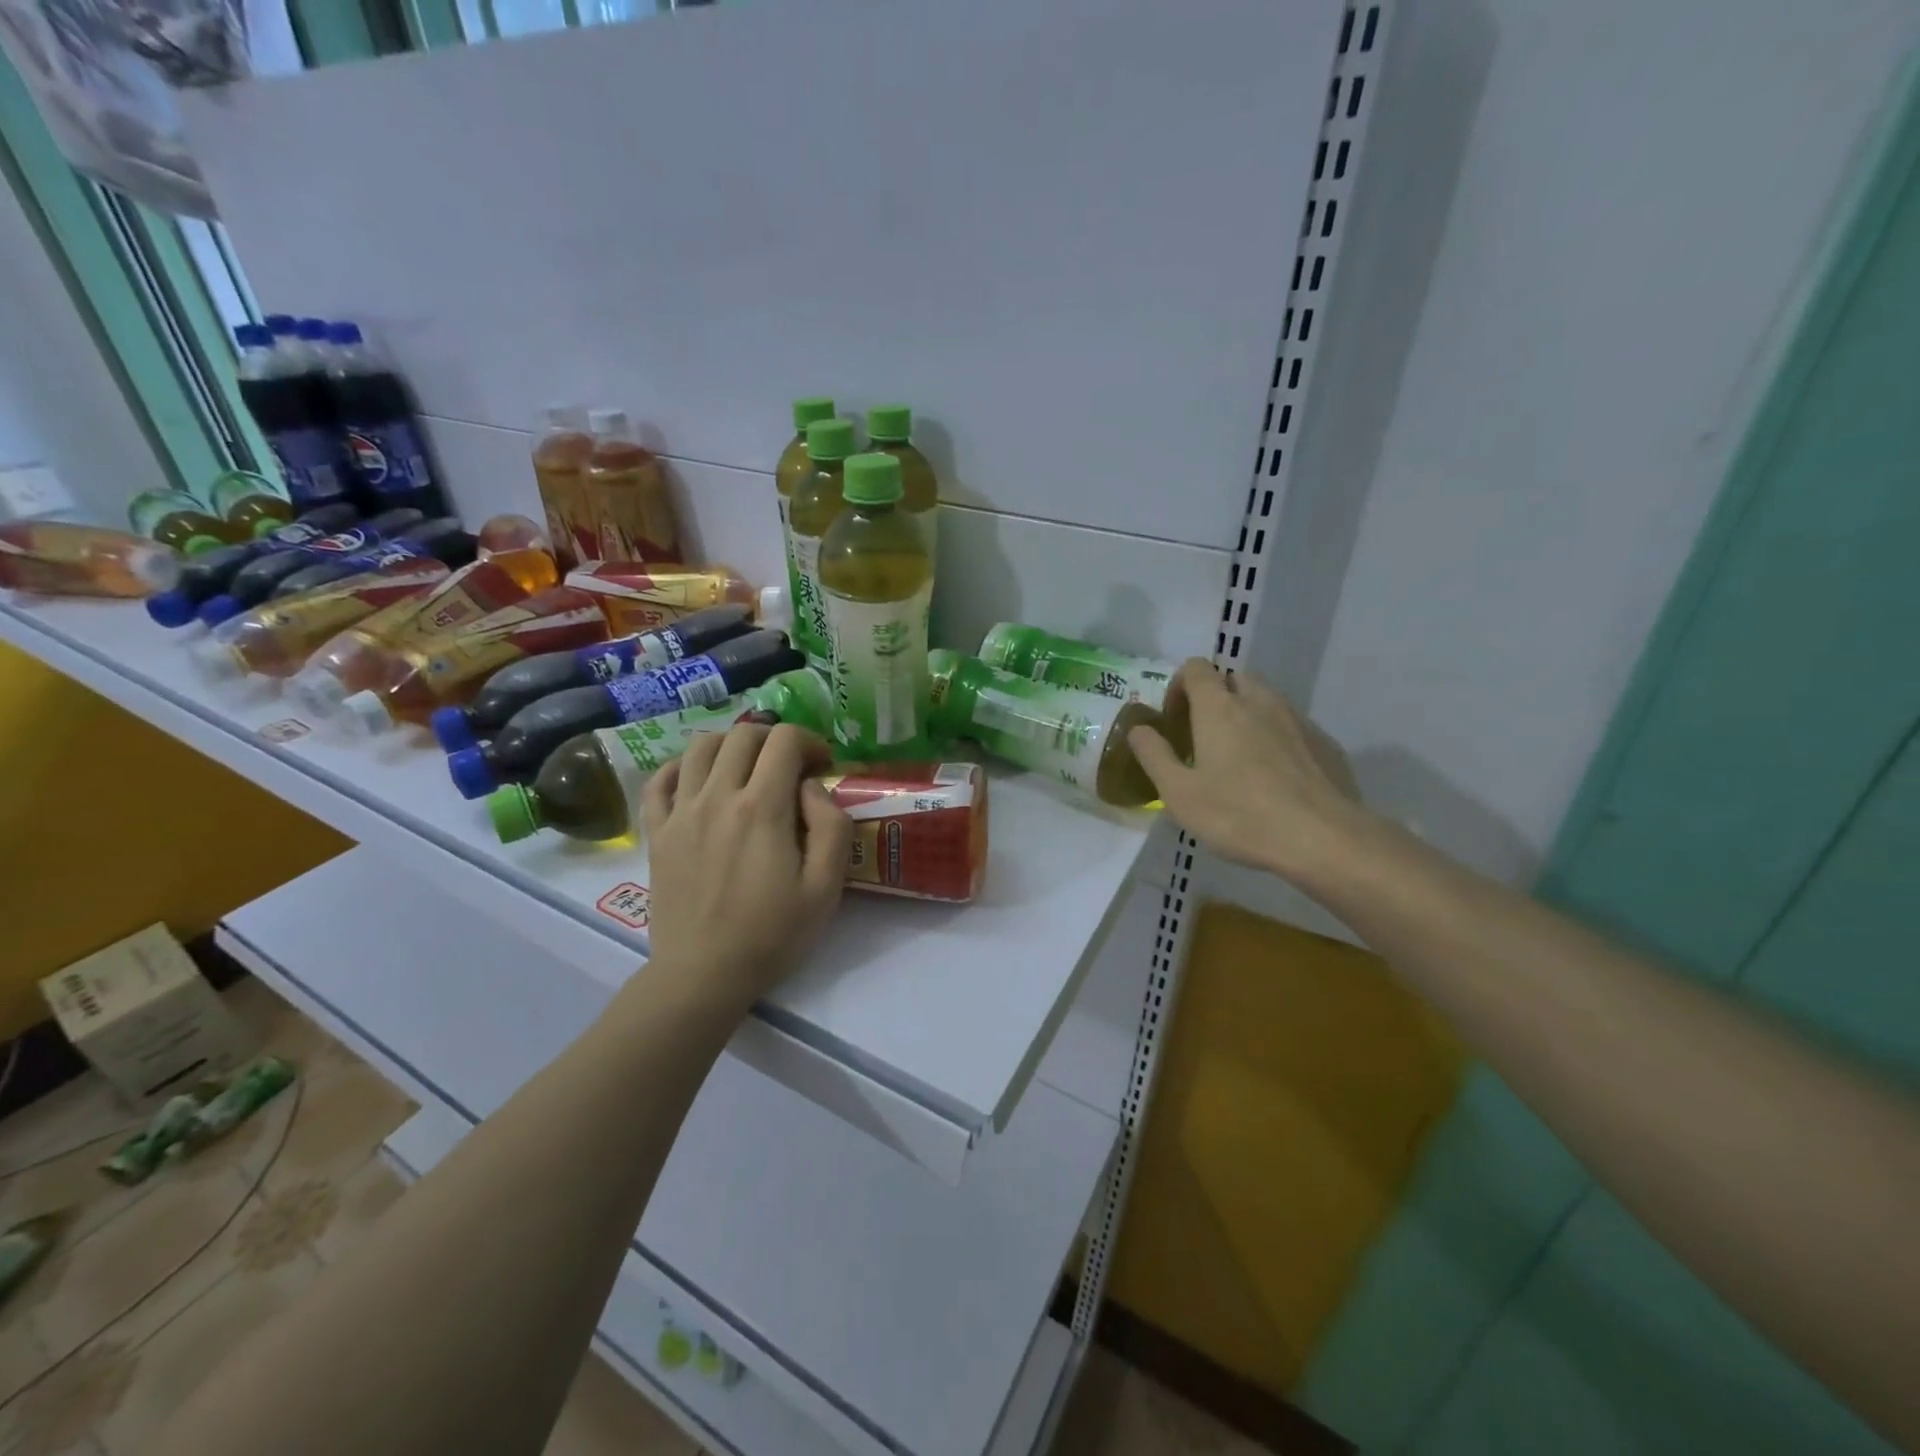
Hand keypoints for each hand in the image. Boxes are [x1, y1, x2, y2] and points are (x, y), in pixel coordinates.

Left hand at [641, 723, 853, 1007]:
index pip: (784, 740)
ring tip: (747, 767)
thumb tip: (812, 786)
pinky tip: (697, 779)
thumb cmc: (772, 934)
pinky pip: (659, 780)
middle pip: (743, 734)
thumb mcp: (826, 887)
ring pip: (699, 747)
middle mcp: (717, 796)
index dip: (810, 741)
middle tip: (790, 764)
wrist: (703, 975)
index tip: (822, 766)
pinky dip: (680, 767)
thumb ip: (831, 825)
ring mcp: (681, 812)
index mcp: (762, 807)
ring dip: (730, 744)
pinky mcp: (657, 832)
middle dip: (774, 737)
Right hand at [1128, 659, 1368, 885]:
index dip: (1180, 685)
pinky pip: (1292, 725)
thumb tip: (1139, 729)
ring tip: (1239, 758)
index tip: (1174, 719)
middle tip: (1205, 736)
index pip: (1196, 668)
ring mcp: (1297, 719)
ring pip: (1266, 699)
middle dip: (1216, 696)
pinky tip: (1274, 777)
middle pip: (1234, 678)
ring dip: (1247, 715)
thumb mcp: (1179, 793)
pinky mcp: (1324, 742)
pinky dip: (1276, 737)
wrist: (1323, 838)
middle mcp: (1259, 702)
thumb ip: (1154, 755)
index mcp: (1219, 708)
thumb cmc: (1239, 815)